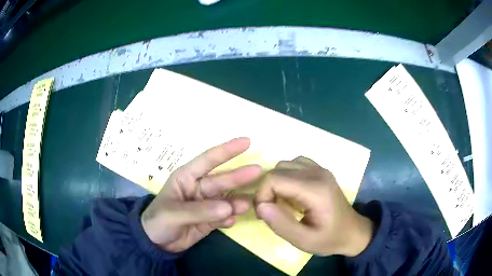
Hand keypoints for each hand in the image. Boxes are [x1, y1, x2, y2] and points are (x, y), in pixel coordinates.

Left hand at [141, 138, 260, 252]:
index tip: (246, 142)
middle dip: (239, 176)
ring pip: (226, 200)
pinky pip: (223, 217)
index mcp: (186, 178)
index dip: (226, 150)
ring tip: (248, 204)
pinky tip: (231, 222)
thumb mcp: (173, 214)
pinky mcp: (209, 220)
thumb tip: (228, 207)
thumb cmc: (158, 221)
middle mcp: (198, 188)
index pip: (208, 160)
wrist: (155, 243)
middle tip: (259, 171)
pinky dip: (228, 218)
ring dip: (237, 202)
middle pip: (221, 181)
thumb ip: (200, 210)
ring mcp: (205, 205)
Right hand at [255, 157, 373, 256]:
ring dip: (276, 183)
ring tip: (281, 202)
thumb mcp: (304, 241)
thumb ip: (280, 224)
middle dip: (267, 190)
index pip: (274, 179)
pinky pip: (295, 164)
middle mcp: (317, 172)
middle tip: (272, 211)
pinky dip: (286, 176)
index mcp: (315, 189)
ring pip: (284, 164)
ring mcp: (320, 168)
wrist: (353, 231)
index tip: (264, 214)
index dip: (262, 195)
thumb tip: (260, 206)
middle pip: (277, 169)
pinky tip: (292, 192)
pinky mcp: (320, 170)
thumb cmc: (330, 239)